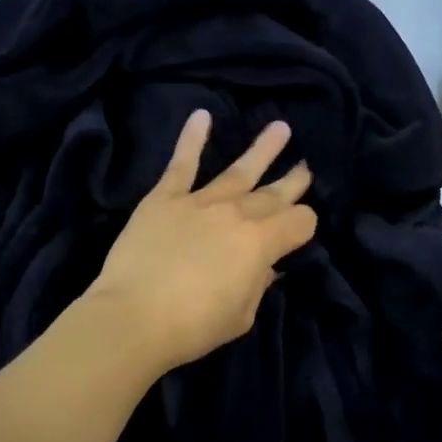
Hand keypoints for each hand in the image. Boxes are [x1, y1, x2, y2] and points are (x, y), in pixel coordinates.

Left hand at [88, 110, 317, 372]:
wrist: (133, 318)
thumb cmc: (193, 326)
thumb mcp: (241, 316)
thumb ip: (257, 285)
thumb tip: (266, 266)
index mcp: (261, 244)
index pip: (299, 222)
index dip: (305, 226)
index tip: (300, 233)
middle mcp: (237, 214)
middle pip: (273, 194)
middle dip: (293, 181)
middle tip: (307, 166)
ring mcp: (200, 202)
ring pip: (239, 170)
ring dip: (262, 149)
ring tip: (281, 128)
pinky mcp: (164, 198)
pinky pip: (182, 164)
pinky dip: (192, 138)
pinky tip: (202, 116)